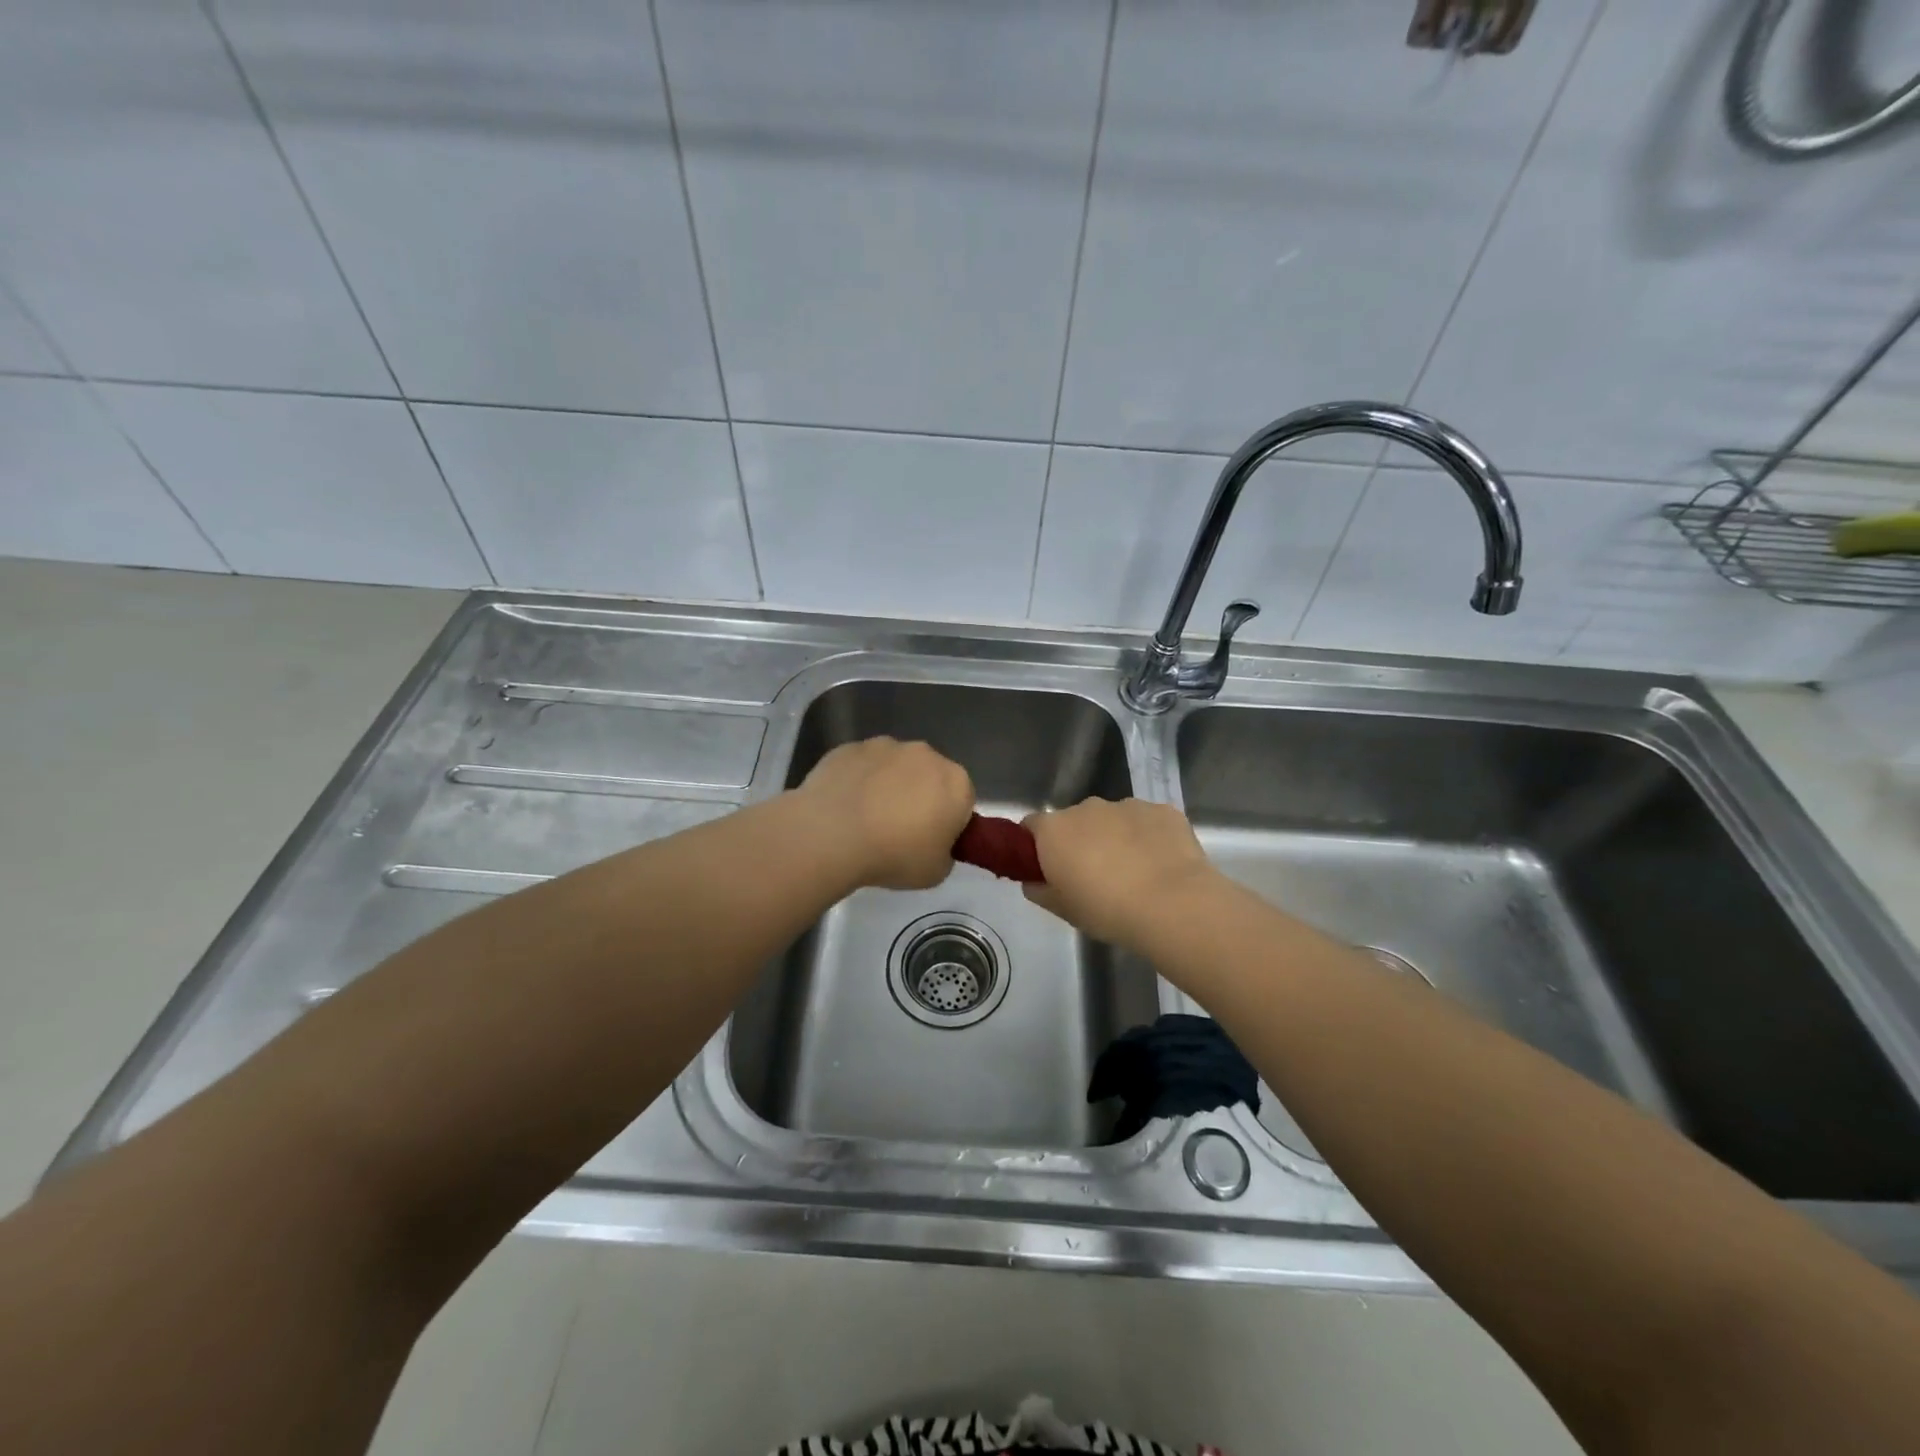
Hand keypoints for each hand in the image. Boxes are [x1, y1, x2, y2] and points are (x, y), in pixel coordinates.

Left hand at [794, 737, 974, 889]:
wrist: (831, 835)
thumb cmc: (893, 855)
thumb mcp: (935, 872)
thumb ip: (944, 853)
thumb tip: (933, 843)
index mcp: (956, 783)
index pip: (963, 800)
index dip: (948, 821)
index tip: (930, 841)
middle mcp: (926, 754)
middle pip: (929, 776)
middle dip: (920, 796)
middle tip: (899, 831)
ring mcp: (885, 746)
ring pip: (894, 766)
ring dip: (887, 785)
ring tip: (866, 819)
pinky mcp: (851, 746)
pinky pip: (862, 766)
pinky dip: (858, 780)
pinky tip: (843, 807)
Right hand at [1023, 798, 1226, 952]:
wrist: (1173, 905)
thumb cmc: (1107, 910)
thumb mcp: (1063, 910)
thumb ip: (1040, 891)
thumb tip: (1034, 882)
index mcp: (1055, 829)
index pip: (1031, 827)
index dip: (1035, 847)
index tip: (1047, 869)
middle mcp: (1087, 808)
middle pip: (1074, 821)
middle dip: (1079, 842)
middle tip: (1093, 877)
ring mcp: (1127, 805)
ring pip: (1113, 819)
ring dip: (1115, 838)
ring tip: (1134, 874)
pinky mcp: (1163, 811)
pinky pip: (1147, 822)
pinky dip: (1148, 837)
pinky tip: (1161, 866)